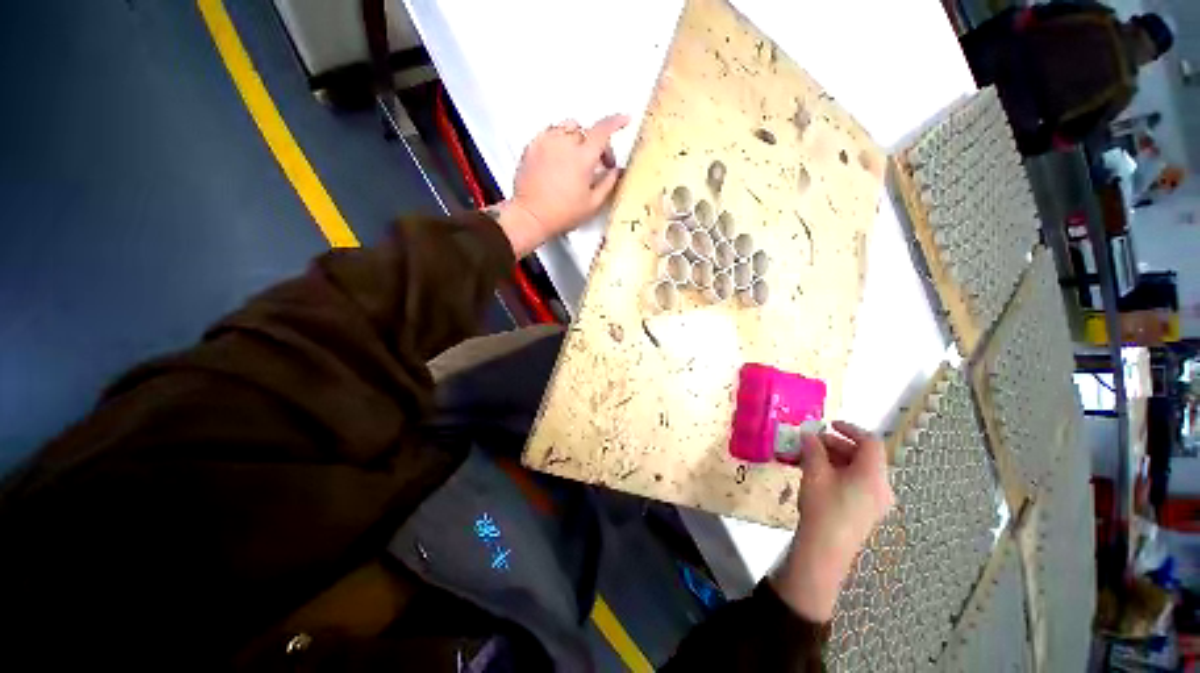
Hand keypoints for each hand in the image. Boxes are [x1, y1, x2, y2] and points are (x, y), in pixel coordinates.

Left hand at [492, 115, 629, 256]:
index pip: (603, 130)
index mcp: (583, 157)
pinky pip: (549, 133)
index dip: (616, 122)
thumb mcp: (593, 204)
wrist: (531, 216)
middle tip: (598, 163)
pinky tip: (559, 157)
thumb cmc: (563, 213)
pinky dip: (559, 140)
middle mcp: (564, 143)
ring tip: (577, 157)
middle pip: (586, 130)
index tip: (624, 120)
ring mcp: (546, 142)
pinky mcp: (532, 146)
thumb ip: (608, 183)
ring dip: (577, 138)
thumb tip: (617, 170)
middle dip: (596, 143)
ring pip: (567, 127)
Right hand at [770, 421, 893, 621]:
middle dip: (837, 444)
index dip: (850, 429)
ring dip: (837, 458)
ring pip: (860, 470)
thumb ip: (813, 449)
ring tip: (811, 457)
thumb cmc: (823, 506)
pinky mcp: (867, 512)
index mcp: (873, 475)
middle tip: (813, 442)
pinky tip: (819, 475)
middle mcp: (882, 487)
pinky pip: (858, 483)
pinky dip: (840, 473)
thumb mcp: (814, 472)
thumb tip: (809, 434)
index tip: (828, 425)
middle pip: (865, 456)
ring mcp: (877, 501)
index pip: (870, 442)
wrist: (825, 550)